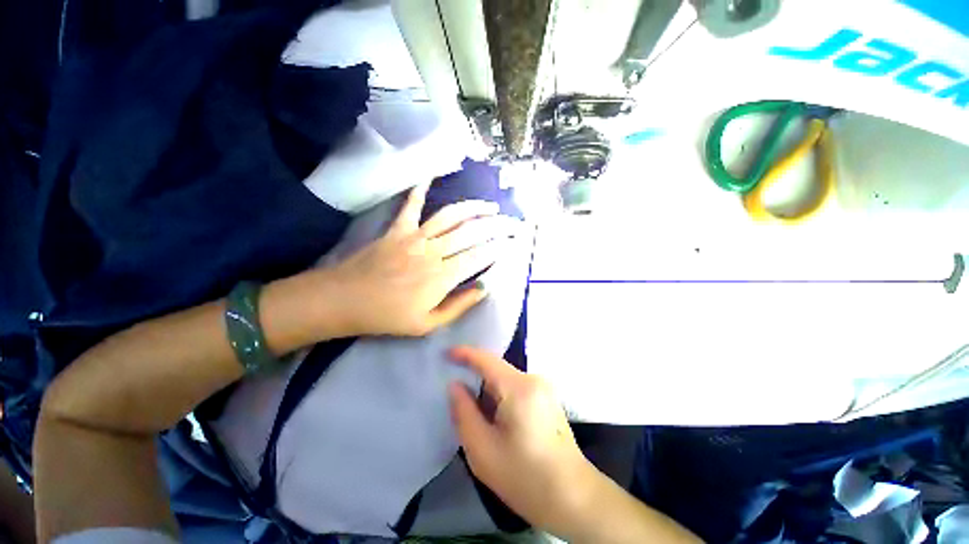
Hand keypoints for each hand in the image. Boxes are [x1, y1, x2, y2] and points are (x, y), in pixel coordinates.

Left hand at [322, 183, 520, 336]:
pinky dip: (420, 189)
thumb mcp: (428, 323)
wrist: (344, 300)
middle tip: (512, 222)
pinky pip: (412, 205)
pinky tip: (430, 176)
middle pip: (471, 233)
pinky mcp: (398, 229)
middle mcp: (433, 251)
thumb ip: (459, 305)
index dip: (498, 248)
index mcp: (442, 277)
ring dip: (473, 208)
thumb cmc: (388, 317)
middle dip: (496, 226)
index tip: (512, 242)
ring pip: (451, 216)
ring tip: (490, 206)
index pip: (479, 256)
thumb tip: (485, 288)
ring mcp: (415, 237)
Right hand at [448, 346, 597, 531]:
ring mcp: (544, 388)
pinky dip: (501, 398)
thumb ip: (463, 412)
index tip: (445, 353)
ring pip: (506, 380)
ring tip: (478, 419)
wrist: (573, 498)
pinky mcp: (548, 398)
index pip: (486, 360)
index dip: (464, 353)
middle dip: (476, 381)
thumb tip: (455, 385)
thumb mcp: (482, 450)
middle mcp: (534, 379)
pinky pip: (516, 388)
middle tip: (458, 401)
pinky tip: (498, 423)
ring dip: (489, 393)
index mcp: (519, 387)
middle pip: (496, 370)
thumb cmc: (525, 477)